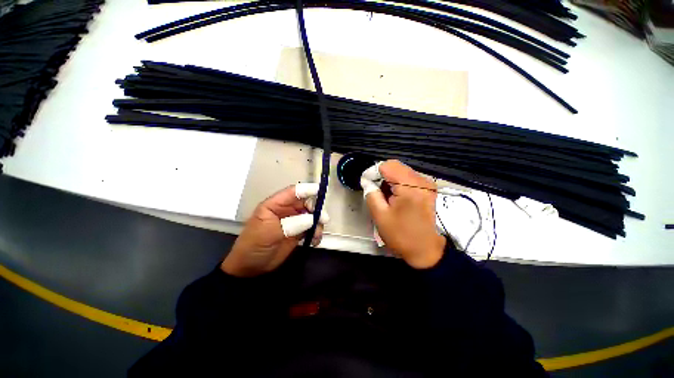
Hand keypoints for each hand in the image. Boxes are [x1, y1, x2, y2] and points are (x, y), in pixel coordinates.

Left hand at [221, 183, 328, 276]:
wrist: (250, 267)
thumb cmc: (254, 245)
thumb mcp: (270, 232)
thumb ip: (292, 223)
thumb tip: (312, 218)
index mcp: (275, 204)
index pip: (293, 192)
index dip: (307, 189)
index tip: (320, 191)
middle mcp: (286, 210)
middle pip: (306, 203)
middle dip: (316, 209)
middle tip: (323, 219)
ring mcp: (294, 221)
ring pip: (311, 216)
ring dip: (317, 223)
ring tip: (317, 234)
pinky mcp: (298, 233)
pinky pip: (312, 229)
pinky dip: (316, 233)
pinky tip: (315, 241)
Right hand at [363, 160, 445, 268]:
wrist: (427, 252)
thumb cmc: (402, 235)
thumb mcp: (380, 216)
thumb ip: (371, 194)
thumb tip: (367, 181)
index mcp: (410, 187)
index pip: (387, 166)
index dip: (373, 172)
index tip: (368, 185)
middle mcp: (422, 181)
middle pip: (396, 167)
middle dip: (382, 176)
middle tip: (376, 192)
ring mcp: (427, 184)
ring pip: (402, 171)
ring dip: (390, 181)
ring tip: (386, 197)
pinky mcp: (429, 189)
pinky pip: (409, 179)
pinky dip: (399, 184)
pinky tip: (396, 198)